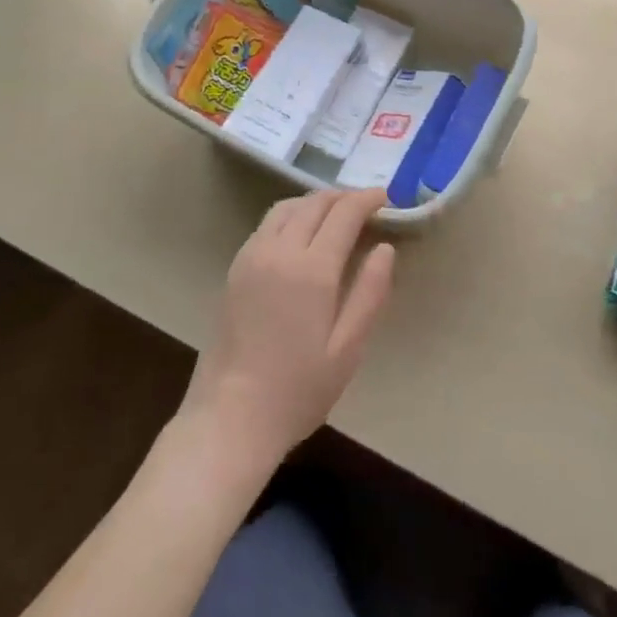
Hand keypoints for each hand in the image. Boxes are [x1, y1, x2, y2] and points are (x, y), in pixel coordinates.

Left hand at [178, 187, 395, 474]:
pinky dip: (291, 215)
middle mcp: (279, 251)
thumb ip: (370, 293)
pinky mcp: (235, 269)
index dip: (367, 199)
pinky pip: (267, 224)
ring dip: (315, 202)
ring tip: (336, 213)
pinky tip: (301, 233)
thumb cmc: (297, 390)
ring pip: (287, 208)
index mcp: (311, 270)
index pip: (344, 214)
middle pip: (314, 204)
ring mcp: (252, 257)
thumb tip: (385, 248)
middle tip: (366, 204)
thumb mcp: (348, 349)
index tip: (386, 197)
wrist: (229, 419)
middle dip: (343, 197)